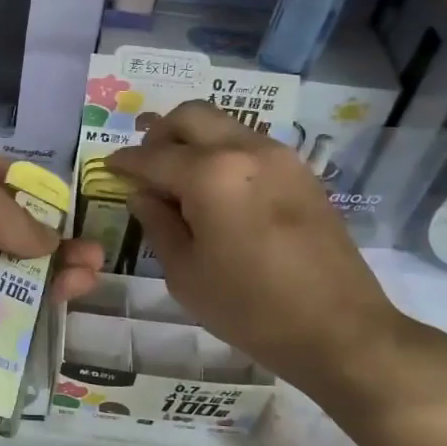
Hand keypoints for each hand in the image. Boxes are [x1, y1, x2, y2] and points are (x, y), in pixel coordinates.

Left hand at [0, 129, 103, 383]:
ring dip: (54, 262)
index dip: (26, 182)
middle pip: (5, 215)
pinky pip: (4, 295)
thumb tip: (46, 241)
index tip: (60, 201)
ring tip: (93, 268)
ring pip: (10, 258)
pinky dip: (38, 294)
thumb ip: (17, 215)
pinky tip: (74, 289)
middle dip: (48, 227)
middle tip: (90, 242)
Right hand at [107, 101, 436, 411]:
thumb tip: (142, 194)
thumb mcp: (185, 273)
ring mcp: (280, 157)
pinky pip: (249, 145)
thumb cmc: (249, 308)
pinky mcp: (302, 172)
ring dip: (193, 141)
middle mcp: (245, 150)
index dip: (125, 162)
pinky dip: (223, 153)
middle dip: (159, 134)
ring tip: (179, 179)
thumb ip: (158, 224)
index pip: (153, 157)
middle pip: (190, 116)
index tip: (108, 167)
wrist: (338, 329)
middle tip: (145, 165)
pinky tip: (216, 191)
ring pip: (223, 125)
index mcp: (210, 174)